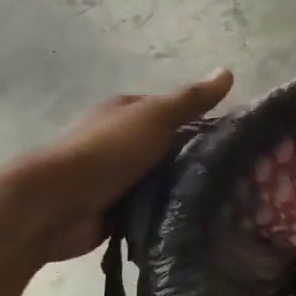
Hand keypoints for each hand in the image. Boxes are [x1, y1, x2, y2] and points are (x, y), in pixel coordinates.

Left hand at [8, 70, 233, 260]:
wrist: (55, 204)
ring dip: (184, 192)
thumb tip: (227, 72)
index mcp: (127, 112)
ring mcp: (117, 178)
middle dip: (197, 162)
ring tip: (226, 203)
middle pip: (170, 150)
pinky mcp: (115, 211)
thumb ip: (191, 100)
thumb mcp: (154, 117)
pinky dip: (167, 216)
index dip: (204, 123)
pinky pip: (151, 211)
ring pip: (162, 182)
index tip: (237, 142)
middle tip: (240, 178)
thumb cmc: (106, 152)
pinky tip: (197, 223)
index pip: (175, 113)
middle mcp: (121, 142)